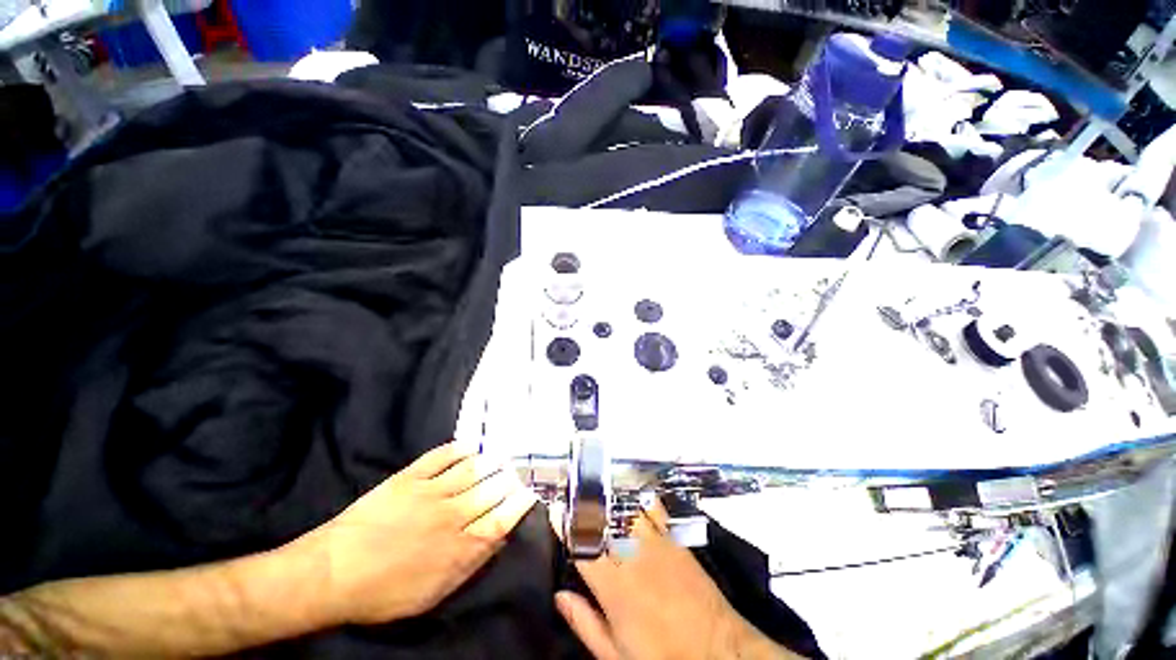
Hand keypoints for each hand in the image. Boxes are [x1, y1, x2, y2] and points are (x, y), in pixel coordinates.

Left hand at [296, 441, 536, 625]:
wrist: (332, 574)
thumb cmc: (383, 592)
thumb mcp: (432, 593)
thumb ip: (470, 564)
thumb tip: (498, 538)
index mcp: (457, 547)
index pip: (500, 519)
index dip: (519, 505)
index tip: (530, 495)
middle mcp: (450, 515)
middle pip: (490, 490)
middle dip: (508, 480)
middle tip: (516, 473)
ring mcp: (429, 492)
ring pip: (471, 470)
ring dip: (490, 462)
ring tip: (501, 457)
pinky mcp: (409, 478)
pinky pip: (440, 457)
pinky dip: (458, 449)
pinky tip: (471, 445)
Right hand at [553, 502, 800, 659]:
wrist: (718, 651)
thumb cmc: (663, 658)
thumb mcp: (617, 656)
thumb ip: (586, 623)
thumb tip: (560, 596)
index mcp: (615, 588)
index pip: (583, 547)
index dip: (566, 526)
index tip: (555, 509)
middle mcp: (634, 558)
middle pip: (604, 522)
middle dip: (585, 507)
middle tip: (572, 497)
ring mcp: (657, 545)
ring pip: (627, 511)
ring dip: (610, 501)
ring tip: (596, 492)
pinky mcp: (676, 541)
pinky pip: (656, 512)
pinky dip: (641, 502)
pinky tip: (633, 496)